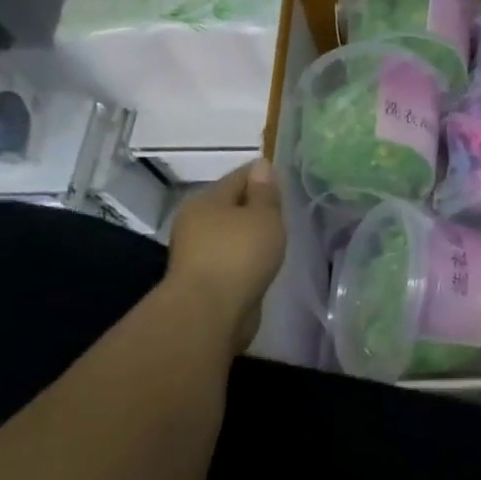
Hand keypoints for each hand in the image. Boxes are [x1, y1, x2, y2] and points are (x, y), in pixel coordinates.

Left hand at [165, 159, 285, 348]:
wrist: (209, 313)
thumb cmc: (239, 255)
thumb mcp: (263, 216)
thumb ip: (265, 192)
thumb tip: (262, 166)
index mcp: (206, 200)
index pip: (239, 176)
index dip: (263, 176)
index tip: (285, 183)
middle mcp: (195, 222)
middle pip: (231, 205)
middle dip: (255, 207)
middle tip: (283, 213)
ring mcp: (196, 253)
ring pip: (230, 234)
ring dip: (249, 235)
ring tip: (275, 240)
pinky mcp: (203, 280)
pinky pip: (230, 258)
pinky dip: (244, 258)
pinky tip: (261, 263)